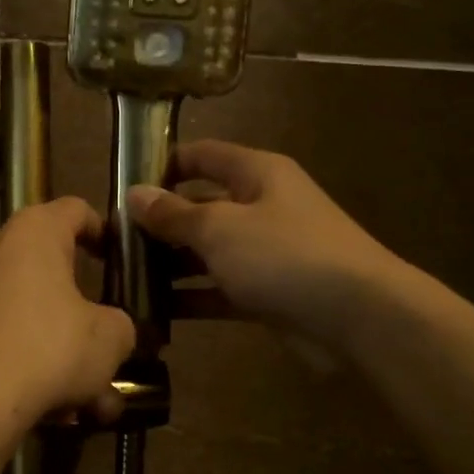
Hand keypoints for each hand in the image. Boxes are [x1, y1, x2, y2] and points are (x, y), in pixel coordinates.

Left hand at [0, 197, 136, 427]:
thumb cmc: (49, 349)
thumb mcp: (110, 337)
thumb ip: (120, 323)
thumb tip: (111, 329)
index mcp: (31, 232)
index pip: (74, 210)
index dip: (102, 231)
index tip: (118, 260)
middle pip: (48, 269)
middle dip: (82, 311)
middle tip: (106, 343)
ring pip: (26, 312)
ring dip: (59, 348)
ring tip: (89, 397)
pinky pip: (0, 336)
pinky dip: (27, 361)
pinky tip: (53, 406)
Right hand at [129, 141, 399, 345]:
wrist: (360, 317)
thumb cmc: (285, 255)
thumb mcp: (220, 228)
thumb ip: (174, 214)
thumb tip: (135, 194)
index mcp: (257, 174)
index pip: (202, 156)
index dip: (163, 166)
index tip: (124, 188)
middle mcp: (261, 206)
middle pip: (201, 206)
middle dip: (160, 224)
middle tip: (114, 244)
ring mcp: (266, 251)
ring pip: (209, 252)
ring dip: (171, 266)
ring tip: (125, 280)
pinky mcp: (269, 292)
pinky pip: (221, 289)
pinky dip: (193, 299)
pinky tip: (155, 312)